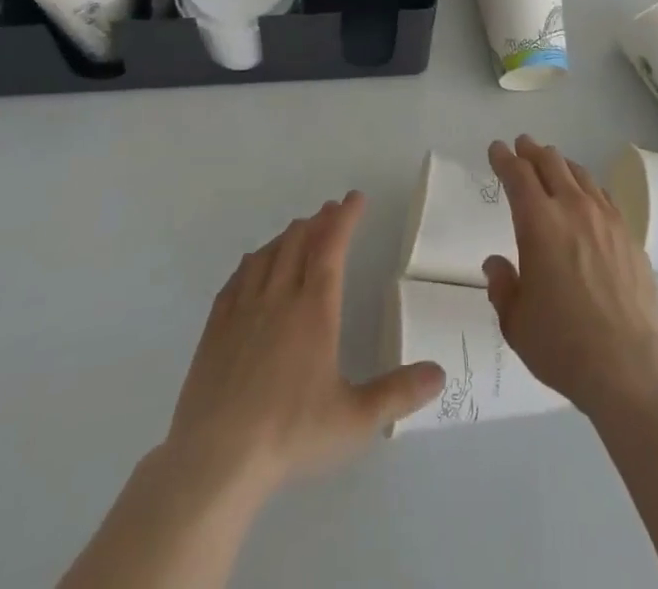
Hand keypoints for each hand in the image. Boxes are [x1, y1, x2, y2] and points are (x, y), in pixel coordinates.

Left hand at [167, 192, 444, 495]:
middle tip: (330, 212)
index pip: (332, 246)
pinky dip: (252, 261)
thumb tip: (441, 374)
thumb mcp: (354, 420)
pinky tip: (253, 265)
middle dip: (318, 221)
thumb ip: (398, 394)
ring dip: (287, 236)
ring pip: (267, 254)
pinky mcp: (216, 328)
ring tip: (298, 231)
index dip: (345, 218)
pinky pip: (236, 278)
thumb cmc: (290, 434)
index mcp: (314, 309)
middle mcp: (279, 297)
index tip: (355, 198)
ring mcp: (243, 310)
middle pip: (298, 241)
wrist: (216, 460)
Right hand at [482, 137, 657, 416]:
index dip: (504, 158)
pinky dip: (588, 187)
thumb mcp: (516, 322)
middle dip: (532, 151)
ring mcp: (606, 219)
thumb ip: (502, 287)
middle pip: (551, 163)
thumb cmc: (563, 345)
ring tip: (553, 164)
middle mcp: (573, 209)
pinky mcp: (629, 235)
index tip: (496, 149)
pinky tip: (587, 196)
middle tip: (522, 146)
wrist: (630, 365)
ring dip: (561, 164)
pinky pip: (604, 196)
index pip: (518, 175)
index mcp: (539, 223)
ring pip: (580, 174)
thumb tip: (497, 264)